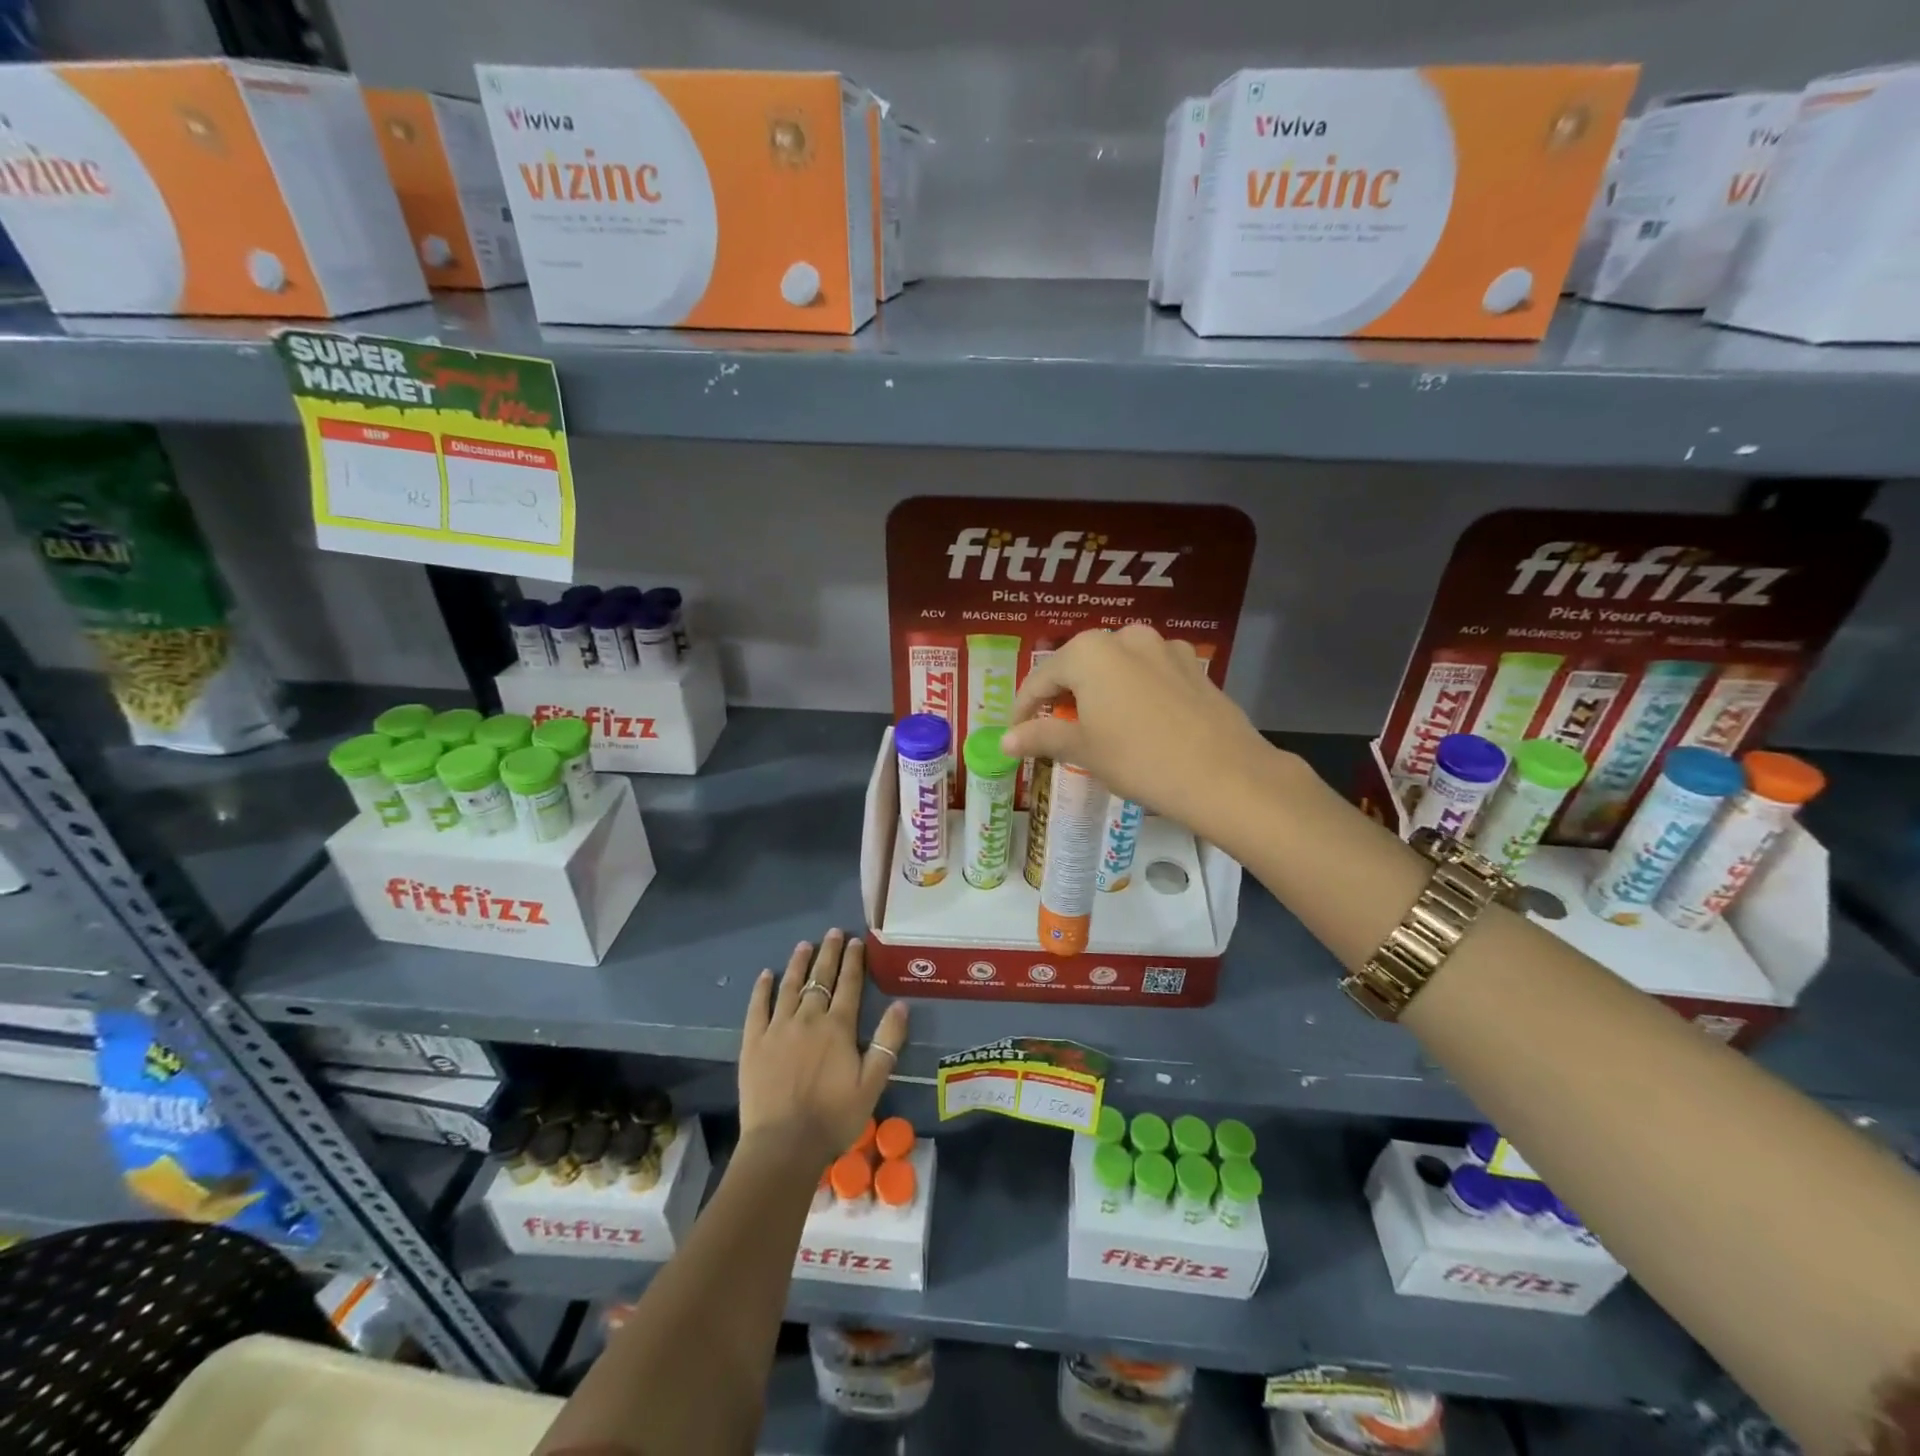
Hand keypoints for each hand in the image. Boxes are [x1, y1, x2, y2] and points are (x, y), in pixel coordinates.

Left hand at [739, 929, 908, 1170]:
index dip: (853, 960)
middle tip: (833, 932)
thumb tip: (900, 1005)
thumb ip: (887, 1042)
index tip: (856, 941)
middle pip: (820, 978)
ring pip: (790, 986)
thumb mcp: (873, 1083)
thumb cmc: (834, 1117)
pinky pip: (758, 1007)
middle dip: (829, 953)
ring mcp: (778, 1027)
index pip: (849, 984)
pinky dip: (763, 989)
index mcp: (838, 1027)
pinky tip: (767, 975)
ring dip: (799, 964)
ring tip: (804, 945)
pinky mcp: (753, 1042)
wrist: (784, 1145)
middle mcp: (808, 1018)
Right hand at [1000, 625, 1277, 833]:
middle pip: (1079, 666)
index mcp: (1089, 651)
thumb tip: (1005, 740)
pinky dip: (1132, 691)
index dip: (1023, 708)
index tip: (1016, 734)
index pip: (1040, 678)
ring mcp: (1164, 647)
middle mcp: (1125, 637)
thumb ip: (1041, 737)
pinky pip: (1148, 673)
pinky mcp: (1193, 665)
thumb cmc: (1139, 760)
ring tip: (1096, 724)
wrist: (1224, 775)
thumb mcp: (1083, 750)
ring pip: (1116, 667)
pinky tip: (1137, 719)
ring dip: (1098, 691)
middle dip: (1062, 696)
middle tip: (1053, 729)